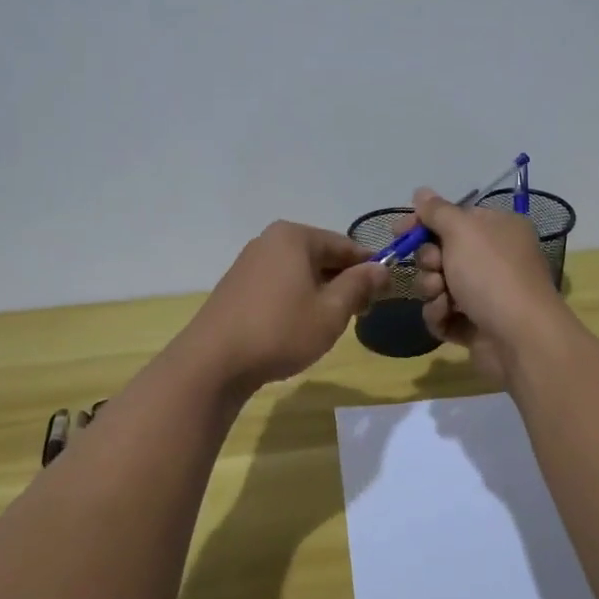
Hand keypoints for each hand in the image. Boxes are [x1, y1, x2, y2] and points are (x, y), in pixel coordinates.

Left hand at [182, 221, 390, 389]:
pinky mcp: (236, 286)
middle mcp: (269, 241)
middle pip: (321, 256)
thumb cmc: (281, 331)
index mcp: (294, 237)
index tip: (385, 293)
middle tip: (361, 313)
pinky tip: (299, 326)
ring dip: (320, 293)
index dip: (369, 268)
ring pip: (299, 272)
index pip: (345, 245)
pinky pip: (279, 284)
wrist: (214, 362)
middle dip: (343, 282)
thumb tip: (382, 268)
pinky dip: (296, 299)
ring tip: (330, 324)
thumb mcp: (331, 311)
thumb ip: (359, 285)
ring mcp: (249, 263)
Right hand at [402, 187, 564, 382]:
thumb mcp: (462, 231)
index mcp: (499, 229)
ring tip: (442, 298)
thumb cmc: (492, 274)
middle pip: (442, 252)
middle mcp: (495, 259)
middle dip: (429, 260)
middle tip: (434, 267)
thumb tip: (421, 191)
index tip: (399, 231)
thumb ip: (437, 211)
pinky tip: (446, 317)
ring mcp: (486, 294)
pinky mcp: (476, 325)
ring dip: (432, 289)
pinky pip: (444, 313)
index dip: (424, 223)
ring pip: (439, 284)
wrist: (520, 338)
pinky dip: (440, 314)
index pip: (454, 218)